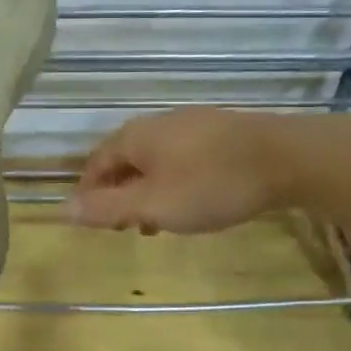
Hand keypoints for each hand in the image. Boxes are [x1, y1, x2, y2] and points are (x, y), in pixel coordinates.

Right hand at [70, 108, 298, 233]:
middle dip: (119, 193)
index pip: (96, 163)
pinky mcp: (220, 132)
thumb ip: (107, 208)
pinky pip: (181, 157)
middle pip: (125, 159)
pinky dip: (173, 181)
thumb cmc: (211, 184)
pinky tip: (192, 201)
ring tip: (158, 221)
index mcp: (135, 137)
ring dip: (147, 190)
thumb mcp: (153, 205)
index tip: (92, 222)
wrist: (286, 158)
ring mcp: (191, 123)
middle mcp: (158, 123)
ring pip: (155, 159)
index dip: (89, 193)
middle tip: (125, 227)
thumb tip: (64, 209)